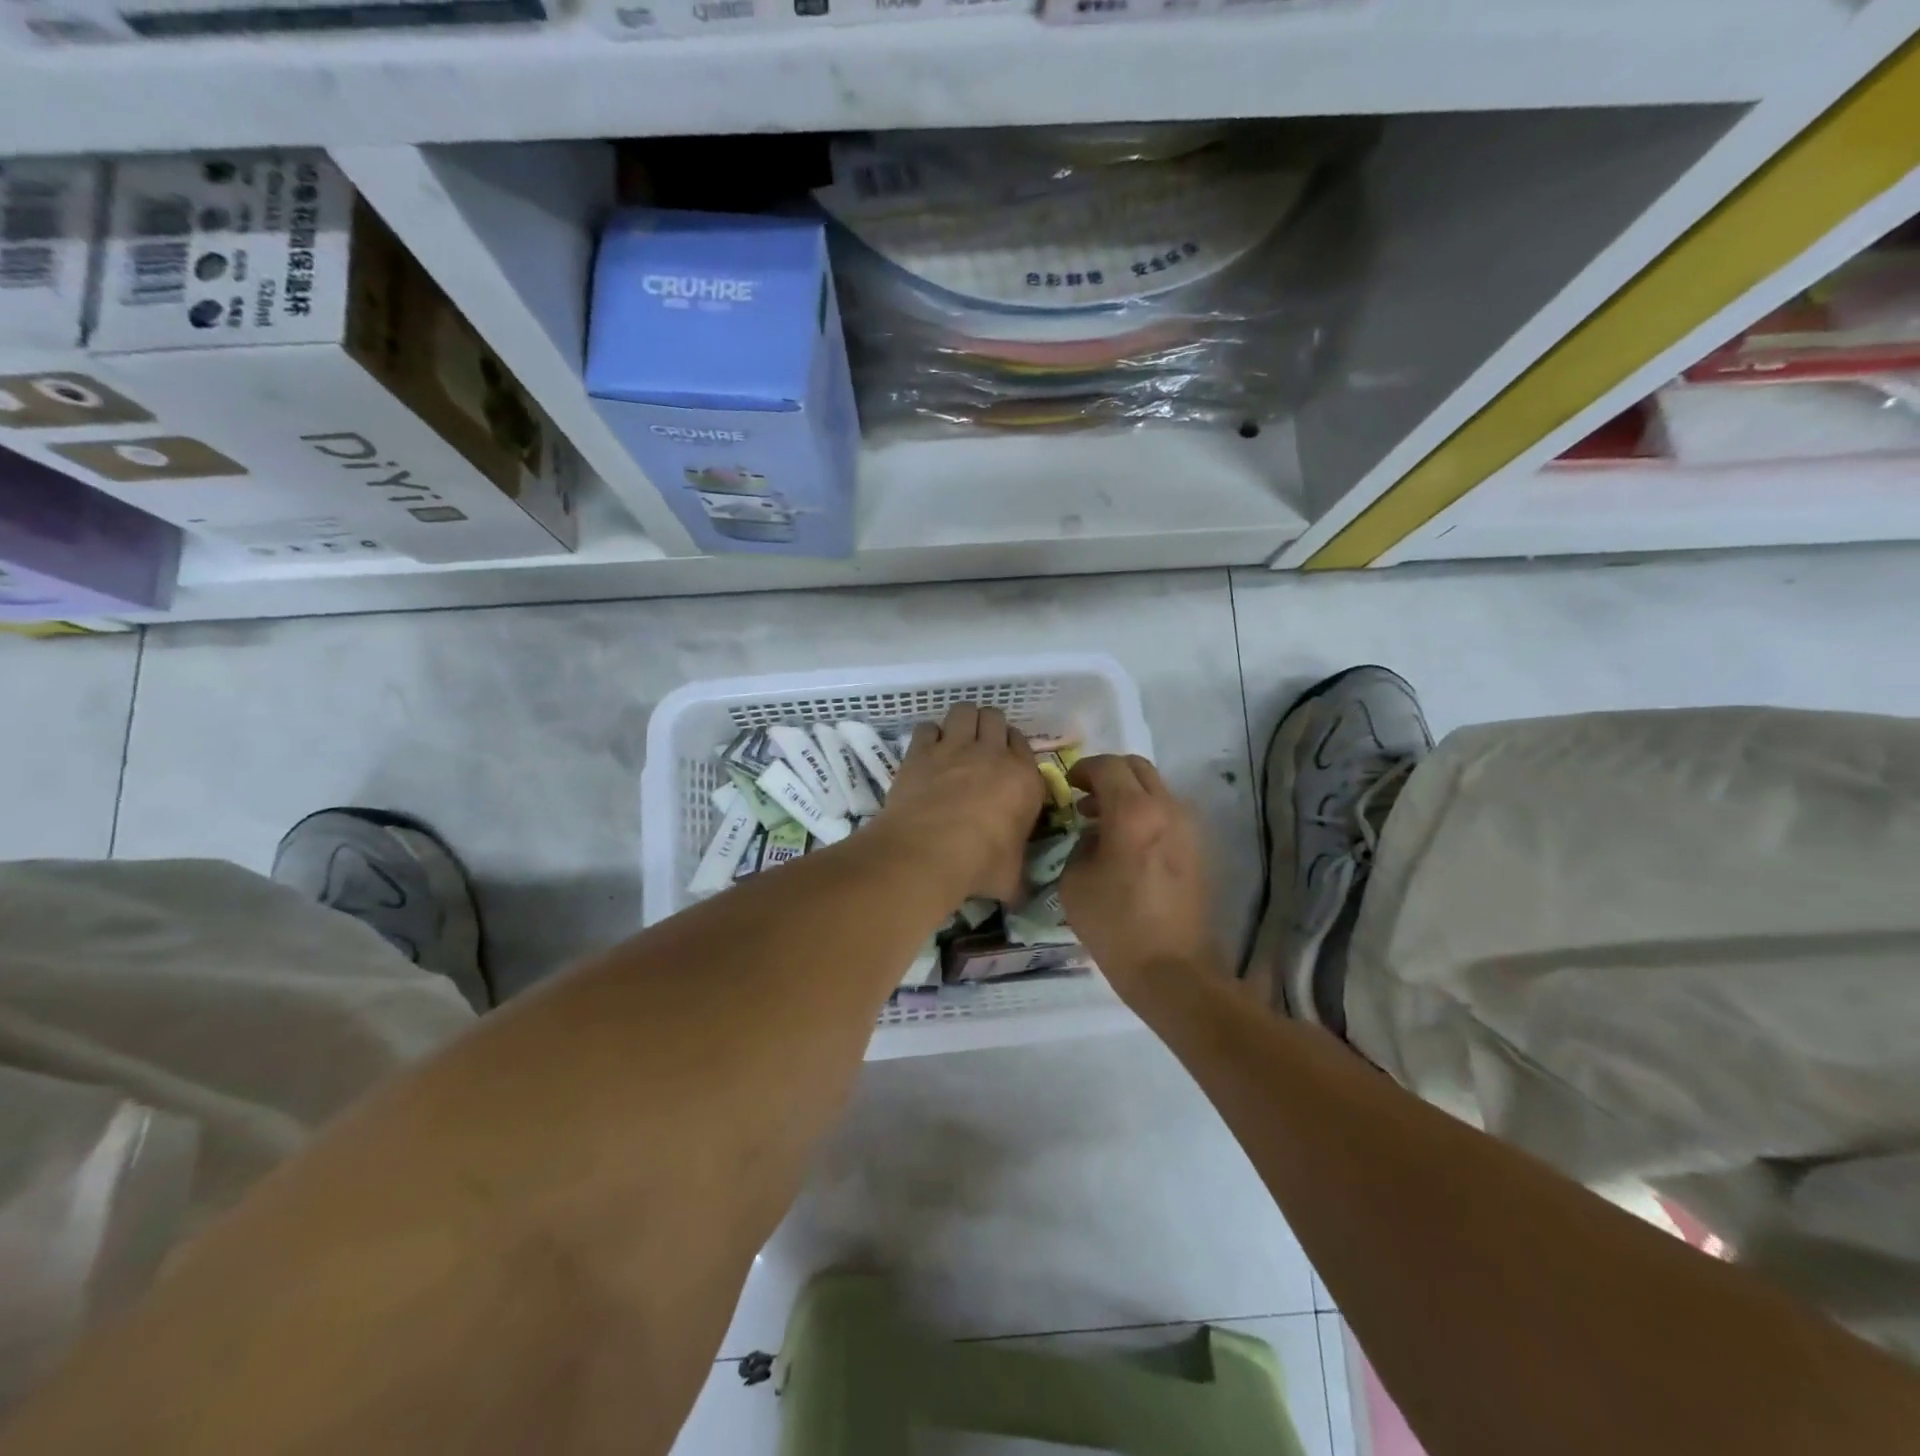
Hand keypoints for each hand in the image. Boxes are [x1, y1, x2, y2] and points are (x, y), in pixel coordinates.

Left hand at [877, 704, 1043, 903]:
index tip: (1004, 766)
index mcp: (1024, 778)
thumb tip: (1022, 898)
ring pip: (964, 711)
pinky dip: (928, 736)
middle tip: (980, 749)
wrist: (928, 853)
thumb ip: (1020, 879)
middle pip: (995, 718)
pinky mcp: (921, 751)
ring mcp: (955, 748)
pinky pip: (927, 727)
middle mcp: (992, 754)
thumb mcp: (1011, 878)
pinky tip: (926, 751)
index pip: (1024, 745)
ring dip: (962, 721)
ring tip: (955, 740)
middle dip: (989, 728)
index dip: (1013, 751)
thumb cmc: (980, 865)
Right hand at [1061, 755, 1219, 1003]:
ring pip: (1156, 790)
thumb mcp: (1074, 881)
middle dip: (1108, 774)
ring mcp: (1188, 828)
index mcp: (1134, 812)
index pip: (1107, 766)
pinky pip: (1167, 814)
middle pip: (1137, 768)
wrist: (1173, 971)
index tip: (1069, 785)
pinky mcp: (1198, 849)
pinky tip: (1126, 845)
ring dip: (1128, 795)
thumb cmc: (1115, 926)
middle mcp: (1167, 809)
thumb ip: (1081, 844)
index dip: (1083, 769)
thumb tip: (1095, 834)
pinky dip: (1145, 814)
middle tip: (1085, 797)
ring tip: (1103, 824)